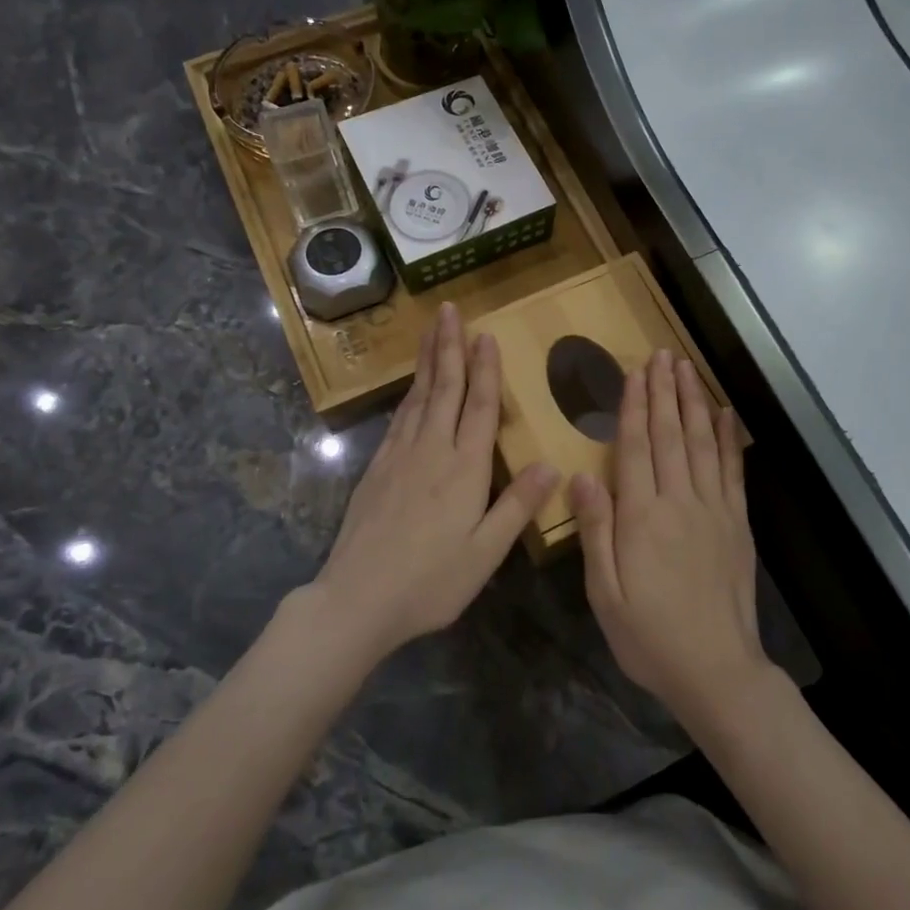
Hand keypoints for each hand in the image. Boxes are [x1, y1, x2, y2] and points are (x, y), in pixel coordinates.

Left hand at [308, 302, 558, 666]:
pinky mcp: (377, 468)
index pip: (479, 407)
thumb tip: (552, 464)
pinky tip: (412, 387)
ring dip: (427, 361)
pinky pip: (399, 419)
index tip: (485, 335)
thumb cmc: (431, 582)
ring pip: (418, 397)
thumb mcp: (485, 553)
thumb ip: (517, 506)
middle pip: (444, 388)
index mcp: (464, 469)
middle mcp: (431, 451)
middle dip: (449, 347)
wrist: (357, 598)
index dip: (485, 369)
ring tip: (432, 331)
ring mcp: (399, 457)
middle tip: (449, 310)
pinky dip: (409, 394)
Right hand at [573, 350, 769, 726]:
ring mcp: (714, 510)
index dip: (635, 406)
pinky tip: (724, 413)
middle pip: (671, 435)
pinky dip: (728, 439)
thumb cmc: (649, 636)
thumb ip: (595, 530)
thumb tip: (580, 475)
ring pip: (702, 444)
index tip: (635, 372)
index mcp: (642, 518)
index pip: (636, 448)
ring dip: (693, 402)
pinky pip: (733, 471)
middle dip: (664, 391)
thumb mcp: (604, 592)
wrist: (716, 670)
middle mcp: (680, 503)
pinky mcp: (737, 524)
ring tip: (686, 369)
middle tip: (661, 354)